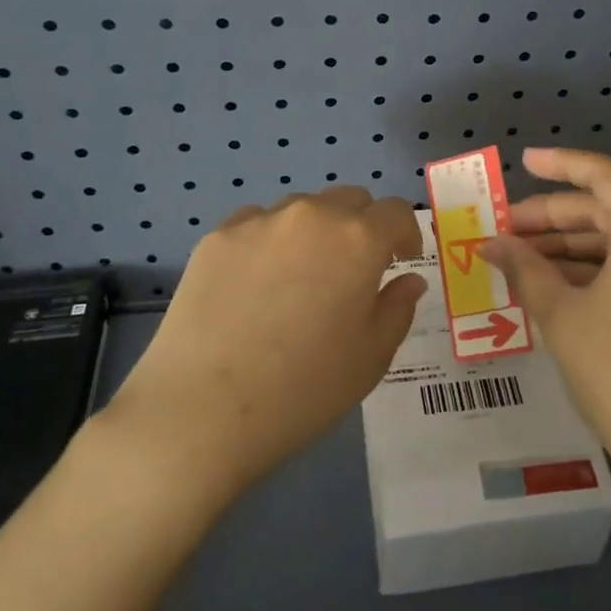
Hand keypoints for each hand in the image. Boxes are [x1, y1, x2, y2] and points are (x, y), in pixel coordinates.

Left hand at [102, 187, 425, 500]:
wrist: (201, 410)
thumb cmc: (303, 389)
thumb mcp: (371, 358)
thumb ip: (397, 309)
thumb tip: (408, 280)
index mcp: (358, 240)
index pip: (395, 212)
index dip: (406, 234)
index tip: (401, 261)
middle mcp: (311, 216)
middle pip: (349, 199)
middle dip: (363, 226)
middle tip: (355, 270)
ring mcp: (259, 222)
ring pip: (302, 208)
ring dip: (315, 231)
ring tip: (301, 277)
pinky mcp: (216, 237)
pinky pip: (256, 224)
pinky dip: (270, 241)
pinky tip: (256, 283)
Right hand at [479, 150, 610, 507]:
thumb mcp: (562, 316)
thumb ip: (525, 270)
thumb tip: (491, 244)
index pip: (604, 175)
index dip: (561, 164)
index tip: (523, 163)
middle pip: (607, 209)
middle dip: (552, 217)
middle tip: (504, 230)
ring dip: (568, 247)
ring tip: (517, 262)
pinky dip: (592, 271)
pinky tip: (552, 288)